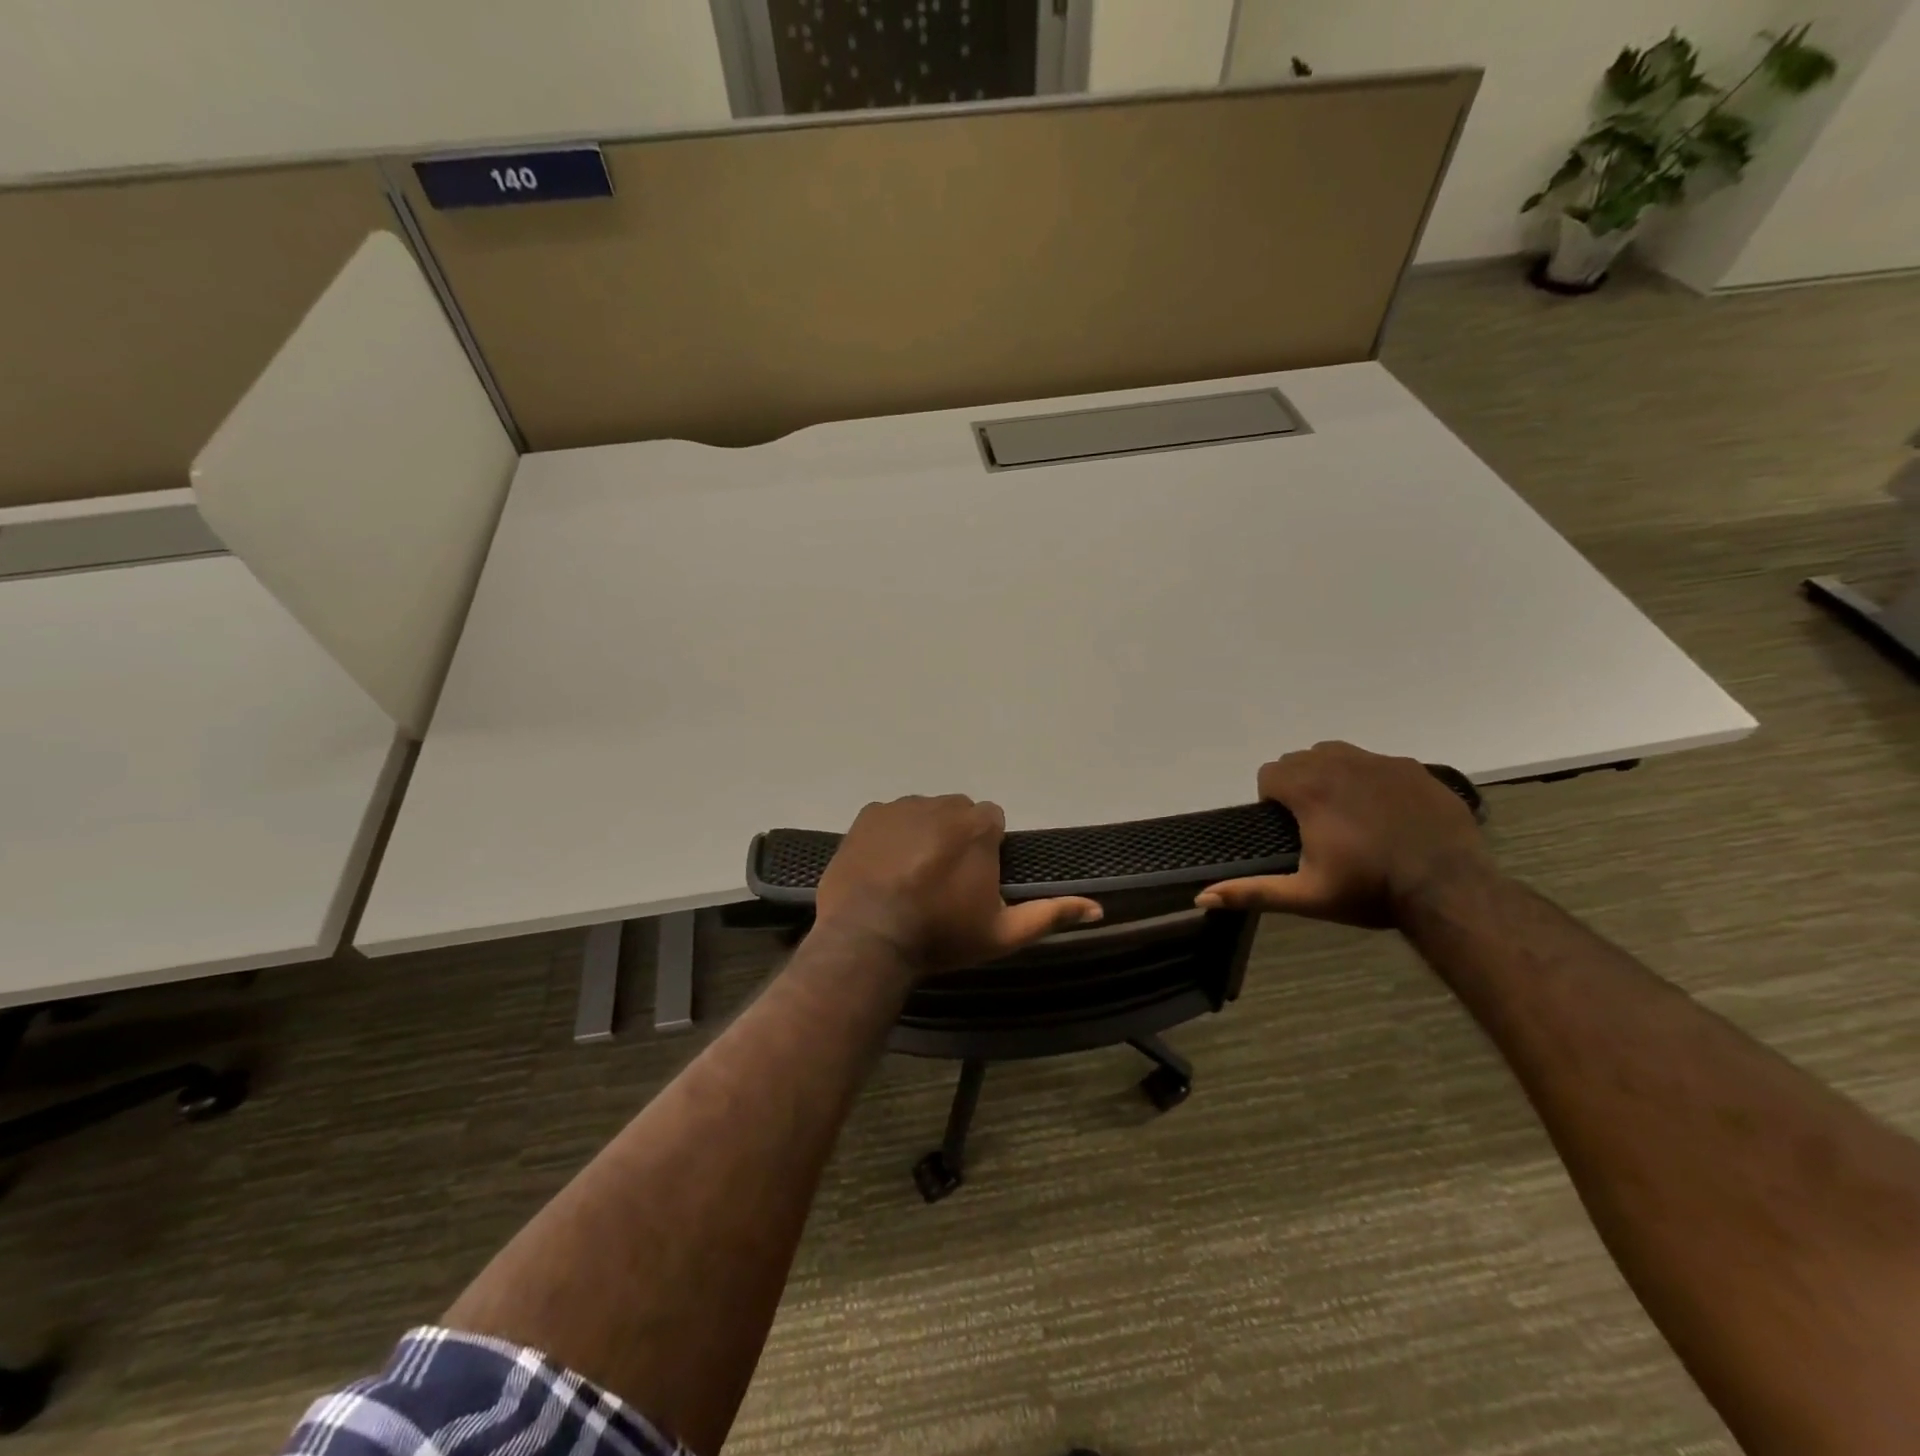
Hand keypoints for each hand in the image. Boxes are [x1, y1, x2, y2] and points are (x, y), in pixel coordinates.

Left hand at [815, 795, 1102, 975]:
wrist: (867, 938)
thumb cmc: (941, 935)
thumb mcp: (1002, 933)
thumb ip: (1050, 915)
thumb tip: (1098, 908)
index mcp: (977, 826)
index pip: (992, 820)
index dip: (986, 848)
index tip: (974, 879)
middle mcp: (942, 804)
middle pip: (957, 813)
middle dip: (955, 837)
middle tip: (942, 880)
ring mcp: (900, 807)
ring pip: (922, 813)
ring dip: (922, 834)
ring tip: (908, 876)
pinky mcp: (867, 815)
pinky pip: (888, 817)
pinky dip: (889, 835)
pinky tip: (882, 868)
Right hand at [1196, 742, 1492, 928]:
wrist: (1450, 890)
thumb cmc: (1370, 891)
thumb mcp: (1306, 896)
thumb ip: (1252, 891)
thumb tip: (1201, 897)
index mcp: (1309, 790)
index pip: (1270, 773)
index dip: (1271, 798)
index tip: (1288, 827)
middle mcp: (1341, 764)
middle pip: (1301, 758)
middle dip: (1299, 783)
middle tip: (1315, 824)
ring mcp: (1382, 763)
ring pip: (1339, 753)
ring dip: (1331, 774)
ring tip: (1348, 812)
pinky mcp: (1415, 769)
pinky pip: (1378, 762)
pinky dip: (1371, 780)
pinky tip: (1387, 813)